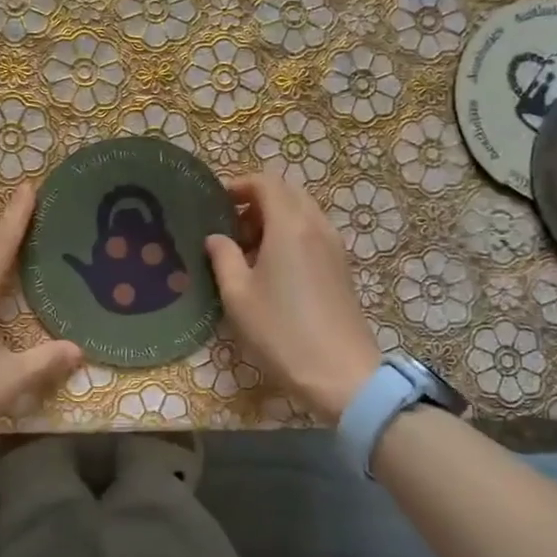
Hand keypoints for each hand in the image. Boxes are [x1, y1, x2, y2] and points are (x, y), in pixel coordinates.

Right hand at [205, 173, 380, 424]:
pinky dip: (290, 236)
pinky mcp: (341, 268)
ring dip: (273, 220)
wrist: (340, 373)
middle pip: (287, 194)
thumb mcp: (237, 295)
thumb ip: (223, 257)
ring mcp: (333, 247)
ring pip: (302, 214)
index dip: (239, 185)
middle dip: (256, 201)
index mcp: (290, 225)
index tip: (215, 202)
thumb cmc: (280, 331)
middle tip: (229, 227)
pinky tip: (271, 269)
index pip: (266, 183)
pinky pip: (312, 234)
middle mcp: (316, 226)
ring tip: (247, 250)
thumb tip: (215, 237)